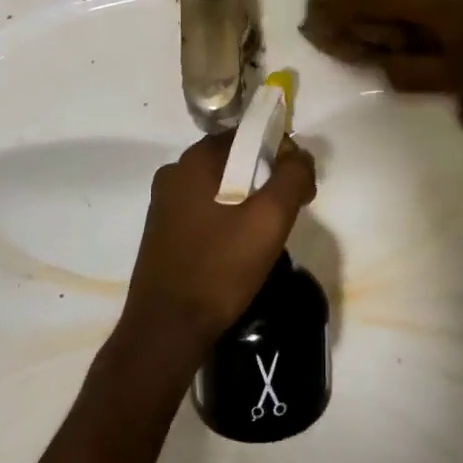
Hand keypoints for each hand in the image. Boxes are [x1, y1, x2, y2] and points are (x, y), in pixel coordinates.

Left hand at [118, 131, 317, 361]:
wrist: (167, 328)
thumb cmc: (221, 267)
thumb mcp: (270, 220)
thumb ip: (293, 178)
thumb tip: (300, 157)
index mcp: (196, 160)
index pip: (249, 134)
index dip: (281, 154)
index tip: (299, 187)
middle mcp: (175, 172)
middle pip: (234, 159)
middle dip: (266, 179)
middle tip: (288, 214)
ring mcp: (164, 202)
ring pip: (220, 186)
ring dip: (247, 200)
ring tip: (264, 236)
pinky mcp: (161, 230)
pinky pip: (204, 209)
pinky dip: (226, 218)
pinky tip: (237, 249)